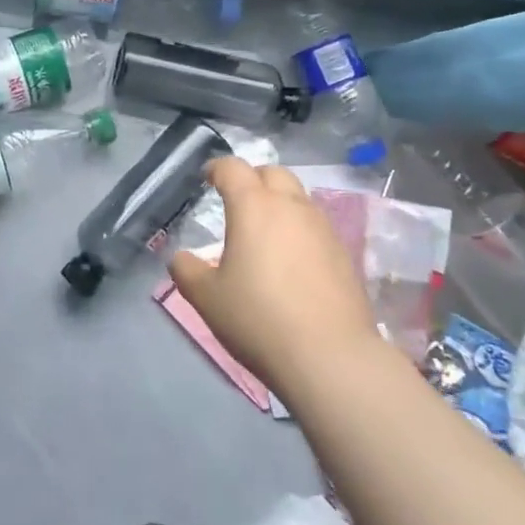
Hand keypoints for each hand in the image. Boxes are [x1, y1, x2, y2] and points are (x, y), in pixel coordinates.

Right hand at [168, 158, 379, 395]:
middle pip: (272, 173)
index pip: (233, 168)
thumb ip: (187, 271)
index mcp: (253, 207)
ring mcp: (322, 228)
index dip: (217, 168)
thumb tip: (180, 258)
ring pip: (298, 198)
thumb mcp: (207, 298)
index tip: (207, 178)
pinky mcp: (343, 253)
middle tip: (237, 201)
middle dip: (252, 179)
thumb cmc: (258, 318)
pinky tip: (291, 262)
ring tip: (264, 233)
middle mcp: (291, 206)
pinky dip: (299, 230)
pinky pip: (316, 226)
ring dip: (279, 203)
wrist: (330, 356)